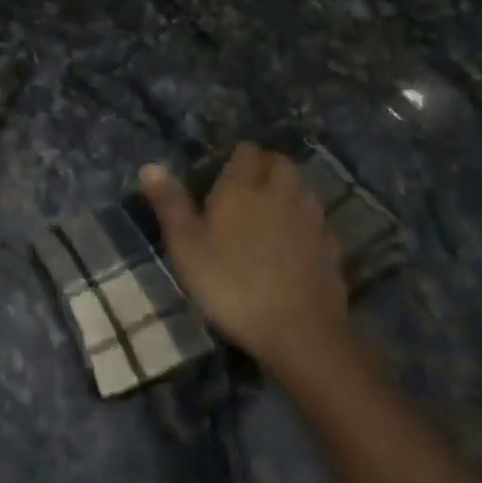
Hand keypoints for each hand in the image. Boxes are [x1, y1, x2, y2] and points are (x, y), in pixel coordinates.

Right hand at [140, 143, 347, 366]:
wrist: (298, 330)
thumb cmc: (230, 284)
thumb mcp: (186, 247)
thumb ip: (170, 204)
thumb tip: (150, 166)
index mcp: (243, 188)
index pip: (246, 152)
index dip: (237, 156)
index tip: (223, 170)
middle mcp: (281, 193)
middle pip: (280, 163)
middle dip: (266, 166)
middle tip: (247, 186)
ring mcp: (311, 219)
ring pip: (302, 187)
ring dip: (288, 189)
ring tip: (270, 209)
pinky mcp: (331, 246)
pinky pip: (317, 220)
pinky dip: (305, 221)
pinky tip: (295, 241)